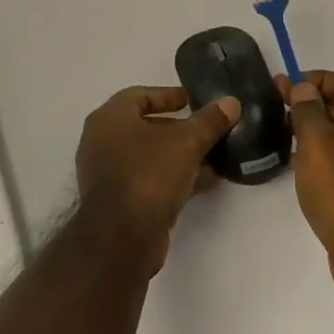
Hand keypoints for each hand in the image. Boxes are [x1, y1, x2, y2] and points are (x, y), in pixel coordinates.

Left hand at [75, 86, 239, 275]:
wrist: (121, 239)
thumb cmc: (149, 175)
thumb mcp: (187, 142)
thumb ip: (209, 121)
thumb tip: (231, 102)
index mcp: (110, 118)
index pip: (140, 95)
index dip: (170, 95)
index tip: (195, 101)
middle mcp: (102, 141)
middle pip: (146, 126)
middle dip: (179, 128)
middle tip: (208, 129)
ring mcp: (107, 173)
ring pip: (149, 156)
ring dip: (180, 155)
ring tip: (214, 156)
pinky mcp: (118, 201)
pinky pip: (148, 179)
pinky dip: (173, 177)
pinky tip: (205, 182)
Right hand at [280, 71, 333, 299]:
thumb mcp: (316, 142)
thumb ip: (307, 109)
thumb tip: (304, 87)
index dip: (313, 78)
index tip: (283, 88)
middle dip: (309, 103)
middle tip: (276, 109)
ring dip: (312, 129)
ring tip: (282, 136)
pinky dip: (319, 154)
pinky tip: (298, 166)